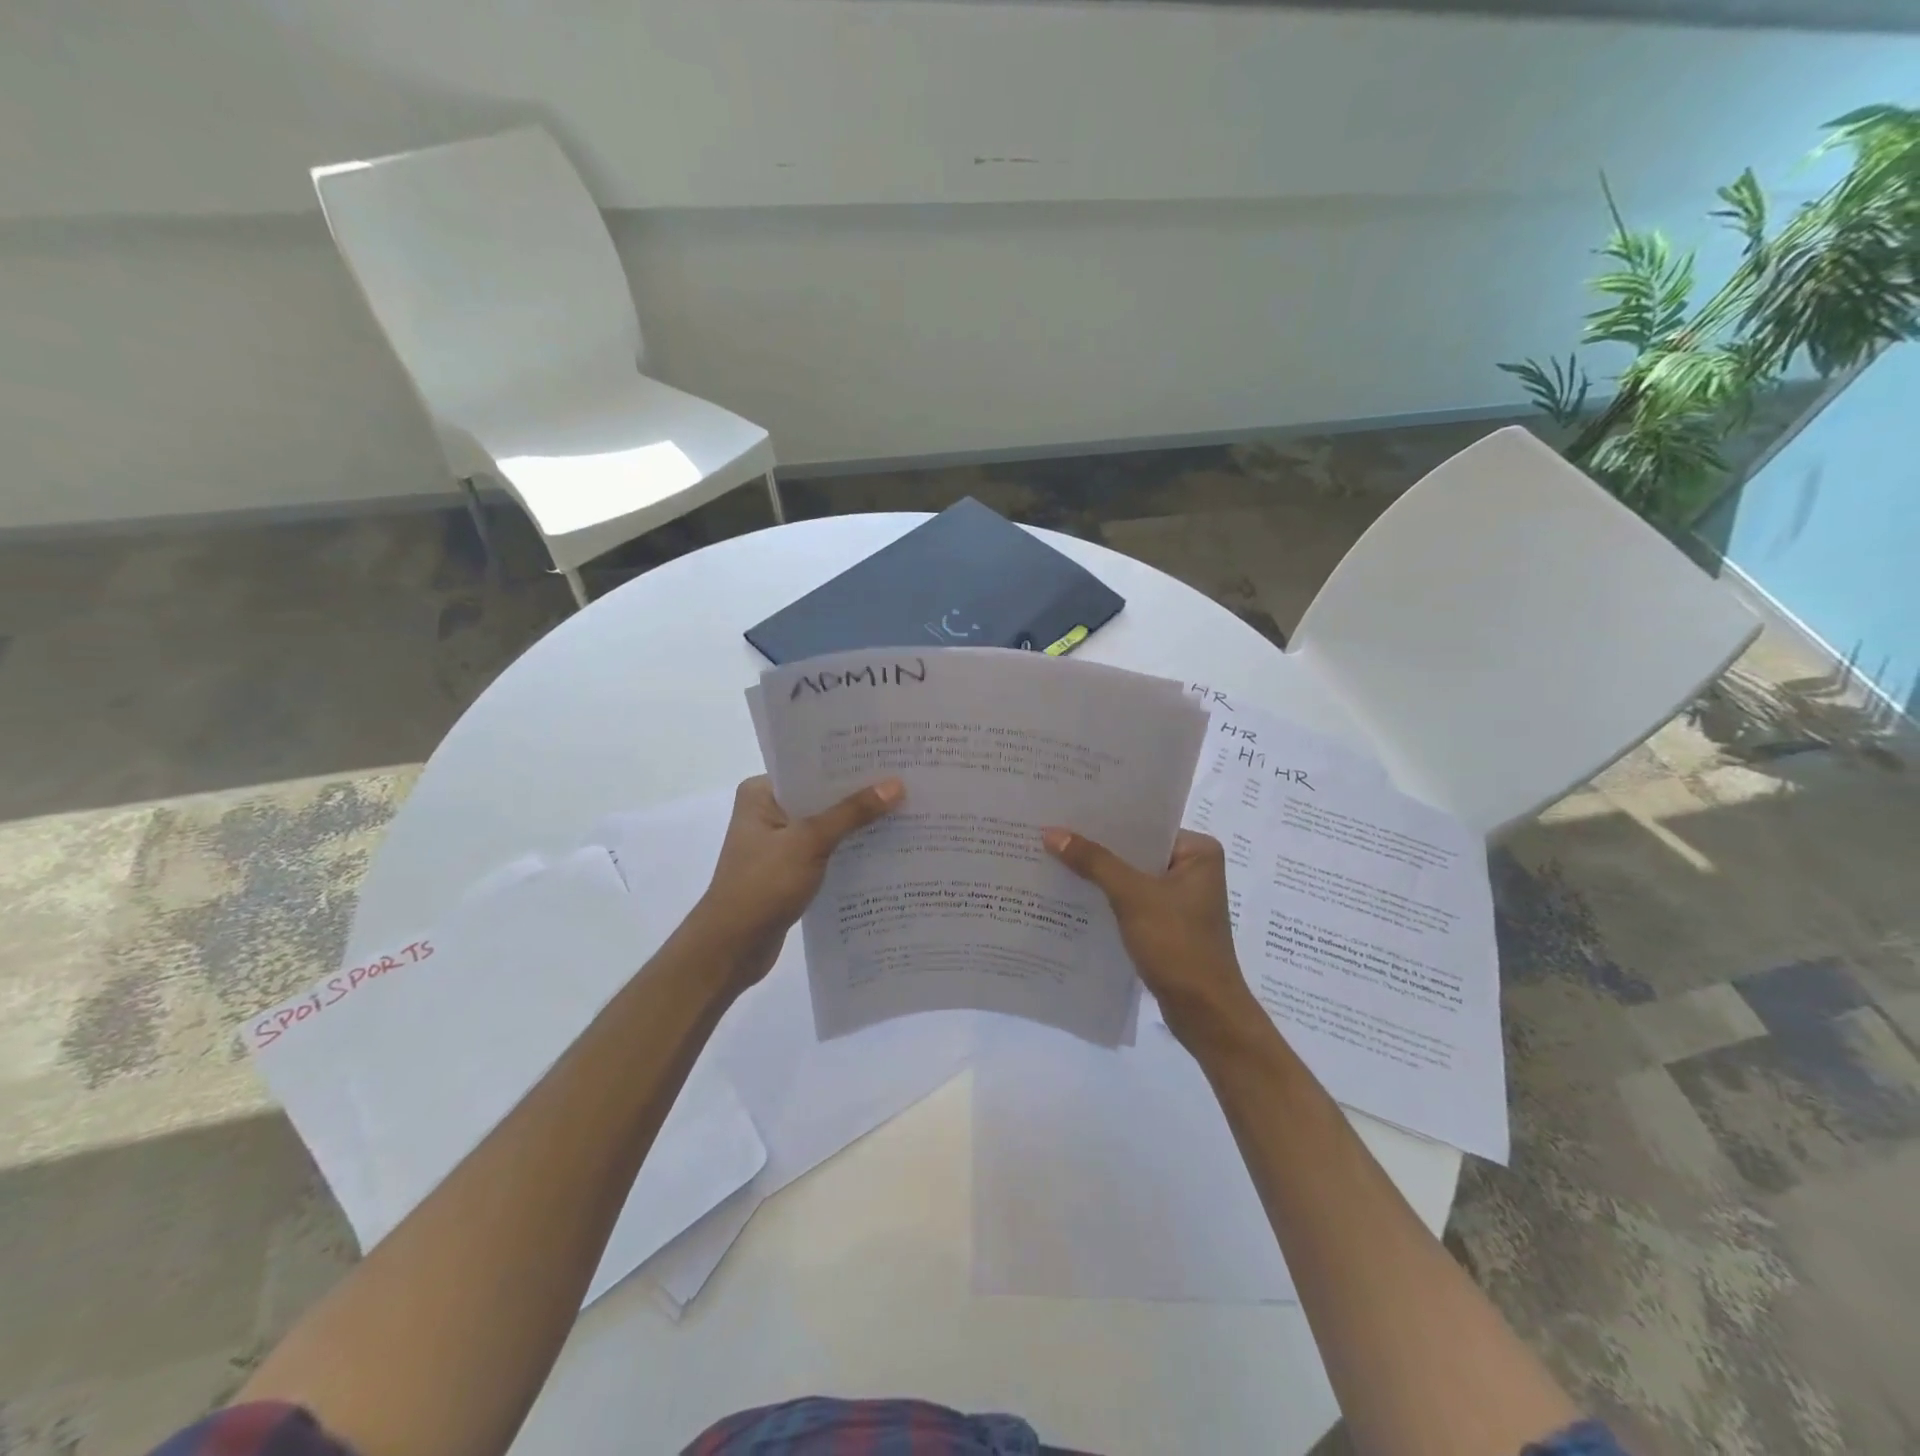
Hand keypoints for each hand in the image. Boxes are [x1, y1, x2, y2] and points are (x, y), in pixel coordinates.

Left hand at [693, 774, 904, 990]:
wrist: (732, 948)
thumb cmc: (762, 885)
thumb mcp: (809, 842)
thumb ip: (852, 813)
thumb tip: (896, 785)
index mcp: (761, 793)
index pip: (811, 768)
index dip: (849, 763)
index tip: (889, 755)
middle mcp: (768, 812)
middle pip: (821, 796)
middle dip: (859, 793)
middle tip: (906, 780)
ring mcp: (778, 843)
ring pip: (826, 824)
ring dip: (857, 824)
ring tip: (905, 810)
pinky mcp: (789, 870)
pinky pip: (826, 850)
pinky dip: (849, 849)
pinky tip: (884, 847)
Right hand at [1042, 826, 1263, 1048]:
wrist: (1204, 1012)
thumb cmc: (1177, 944)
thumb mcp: (1133, 896)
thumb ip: (1094, 862)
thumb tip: (1051, 832)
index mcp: (1198, 851)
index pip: (1145, 825)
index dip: (1106, 820)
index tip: (1067, 810)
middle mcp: (1193, 869)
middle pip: (1136, 850)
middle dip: (1097, 847)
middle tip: (1051, 832)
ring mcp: (1180, 899)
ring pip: (1131, 876)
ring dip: (1099, 874)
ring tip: (1053, 858)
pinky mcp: (1167, 924)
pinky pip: (1131, 900)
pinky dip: (1107, 898)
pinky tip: (1072, 894)